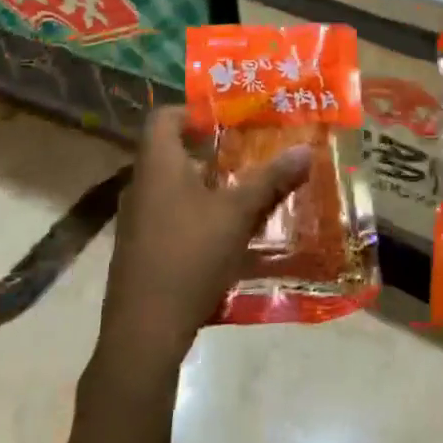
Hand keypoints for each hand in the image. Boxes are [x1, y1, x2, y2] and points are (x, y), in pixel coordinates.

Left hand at [95, 108, 311, 385]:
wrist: (144, 332)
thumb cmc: (189, 256)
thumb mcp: (237, 214)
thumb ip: (270, 179)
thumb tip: (306, 149)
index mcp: (158, 165)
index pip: (164, 117)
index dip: (193, 110)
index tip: (228, 118)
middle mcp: (141, 186)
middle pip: (172, 151)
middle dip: (211, 150)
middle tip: (249, 151)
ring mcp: (137, 221)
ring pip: (173, 187)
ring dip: (207, 184)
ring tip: (245, 189)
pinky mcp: (141, 250)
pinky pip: (170, 215)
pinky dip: (197, 213)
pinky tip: (226, 232)